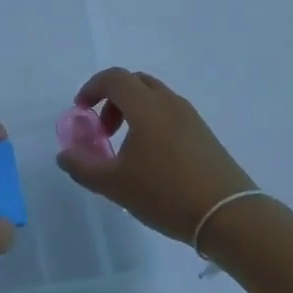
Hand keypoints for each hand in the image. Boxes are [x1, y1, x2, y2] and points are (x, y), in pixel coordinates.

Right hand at [56, 68, 256, 243]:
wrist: (228, 214)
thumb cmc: (165, 194)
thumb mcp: (115, 185)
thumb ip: (83, 166)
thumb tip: (64, 155)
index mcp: (145, 105)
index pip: (113, 78)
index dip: (91, 88)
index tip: (81, 111)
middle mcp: (168, 101)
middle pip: (134, 82)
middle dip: (112, 99)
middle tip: (103, 130)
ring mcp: (190, 116)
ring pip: (154, 97)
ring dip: (133, 111)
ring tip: (126, 148)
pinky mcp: (204, 133)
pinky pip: (169, 113)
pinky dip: (152, 121)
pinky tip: (152, 158)